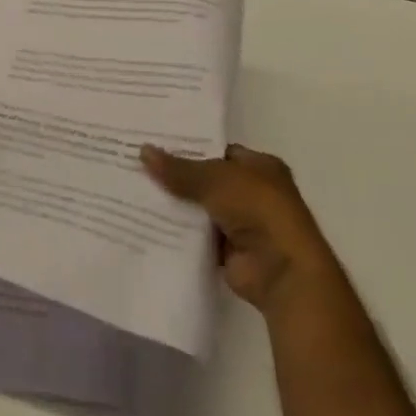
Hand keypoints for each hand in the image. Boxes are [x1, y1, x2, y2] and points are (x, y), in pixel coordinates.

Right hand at [141, 143, 333, 314]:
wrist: (282, 271)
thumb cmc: (257, 209)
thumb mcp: (215, 179)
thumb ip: (179, 169)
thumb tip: (143, 151)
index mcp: (260, 167)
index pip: (218, 151)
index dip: (189, 148)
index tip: (154, 144)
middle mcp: (253, 193)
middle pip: (206, 180)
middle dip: (176, 177)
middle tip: (137, 166)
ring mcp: (242, 224)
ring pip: (200, 209)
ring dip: (175, 206)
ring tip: (133, 191)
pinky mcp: (229, 251)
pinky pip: (197, 236)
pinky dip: (178, 233)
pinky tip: (147, 222)